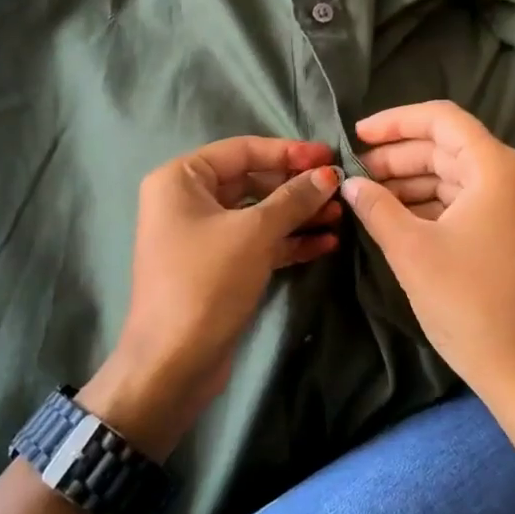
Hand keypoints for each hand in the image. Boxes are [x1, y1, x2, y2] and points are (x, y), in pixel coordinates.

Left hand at [84, 137, 341, 457]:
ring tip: (341, 217)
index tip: (330, 156)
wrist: (173, 363)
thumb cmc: (207, 282)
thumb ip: (294, 198)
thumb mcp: (254, 233)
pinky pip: (257, 242)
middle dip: (297, 187)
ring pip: (258, 214)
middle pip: (253, 180)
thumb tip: (329, 173)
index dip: (289, 151)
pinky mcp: (218, 266)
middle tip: (340, 190)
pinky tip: (325, 244)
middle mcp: (187, 200)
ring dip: (299, 215)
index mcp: (181, 178)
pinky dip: (288, 241)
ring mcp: (202, 235)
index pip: (243, 150)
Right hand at [340, 102, 514, 455]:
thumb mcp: (411, 251)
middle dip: (399, 156)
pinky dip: (433, 203)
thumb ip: (376, 207)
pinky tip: (399, 217)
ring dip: (413, 181)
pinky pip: (469, 202)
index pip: (443, 119)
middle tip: (356, 172)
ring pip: (457, 176)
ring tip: (369, 195)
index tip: (356, 134)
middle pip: (449, 147)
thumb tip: (350, 183)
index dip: (395, 121)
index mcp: (497, 169)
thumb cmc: (468, 304)